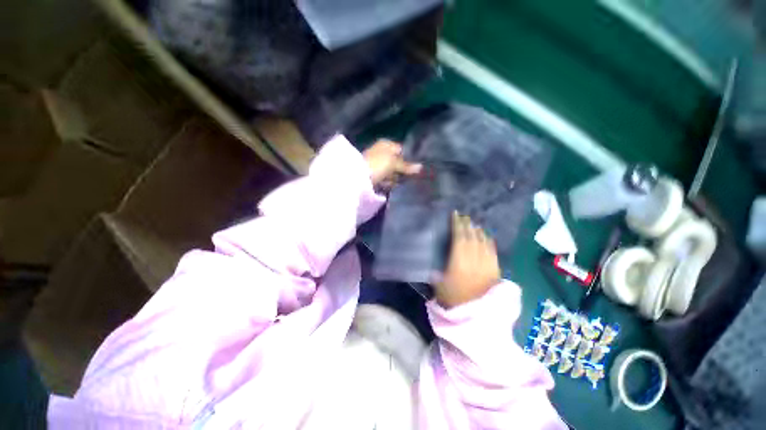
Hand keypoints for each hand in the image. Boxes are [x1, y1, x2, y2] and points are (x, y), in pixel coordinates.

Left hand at [363, 139, 421, 188]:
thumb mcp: (394, 163)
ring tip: (388, 181)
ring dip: (392, 178)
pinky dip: (385, 182)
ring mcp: (376, 163)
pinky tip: (383, 184)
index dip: (406, 160)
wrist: (357, 176)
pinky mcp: (373, 173)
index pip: (401, 151)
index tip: (410, 170)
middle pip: (396, 163)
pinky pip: (384, 178)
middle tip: (397, 176)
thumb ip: (407, 166)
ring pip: (391, 172)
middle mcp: (381, 151)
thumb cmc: (377, 164)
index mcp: (386, 144)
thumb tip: (421, 167)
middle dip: (399, 171)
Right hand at [435, 212, 500, 308]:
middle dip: (467, 225)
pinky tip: (485, 237)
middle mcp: (474, 259)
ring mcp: (487, 264)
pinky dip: (488, 241)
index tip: (455, 215)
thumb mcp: (439, 285)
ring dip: (478, 231)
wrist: (477, 317)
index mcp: (459, 261)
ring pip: (483, 242)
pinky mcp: (496, 270)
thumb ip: (436, 269)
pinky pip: (492, 250)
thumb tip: (433, 259)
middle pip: (472, 237)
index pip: (459, 237)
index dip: (457, 225)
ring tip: (473, 224)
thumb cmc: (454, 301)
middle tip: (463, 217)